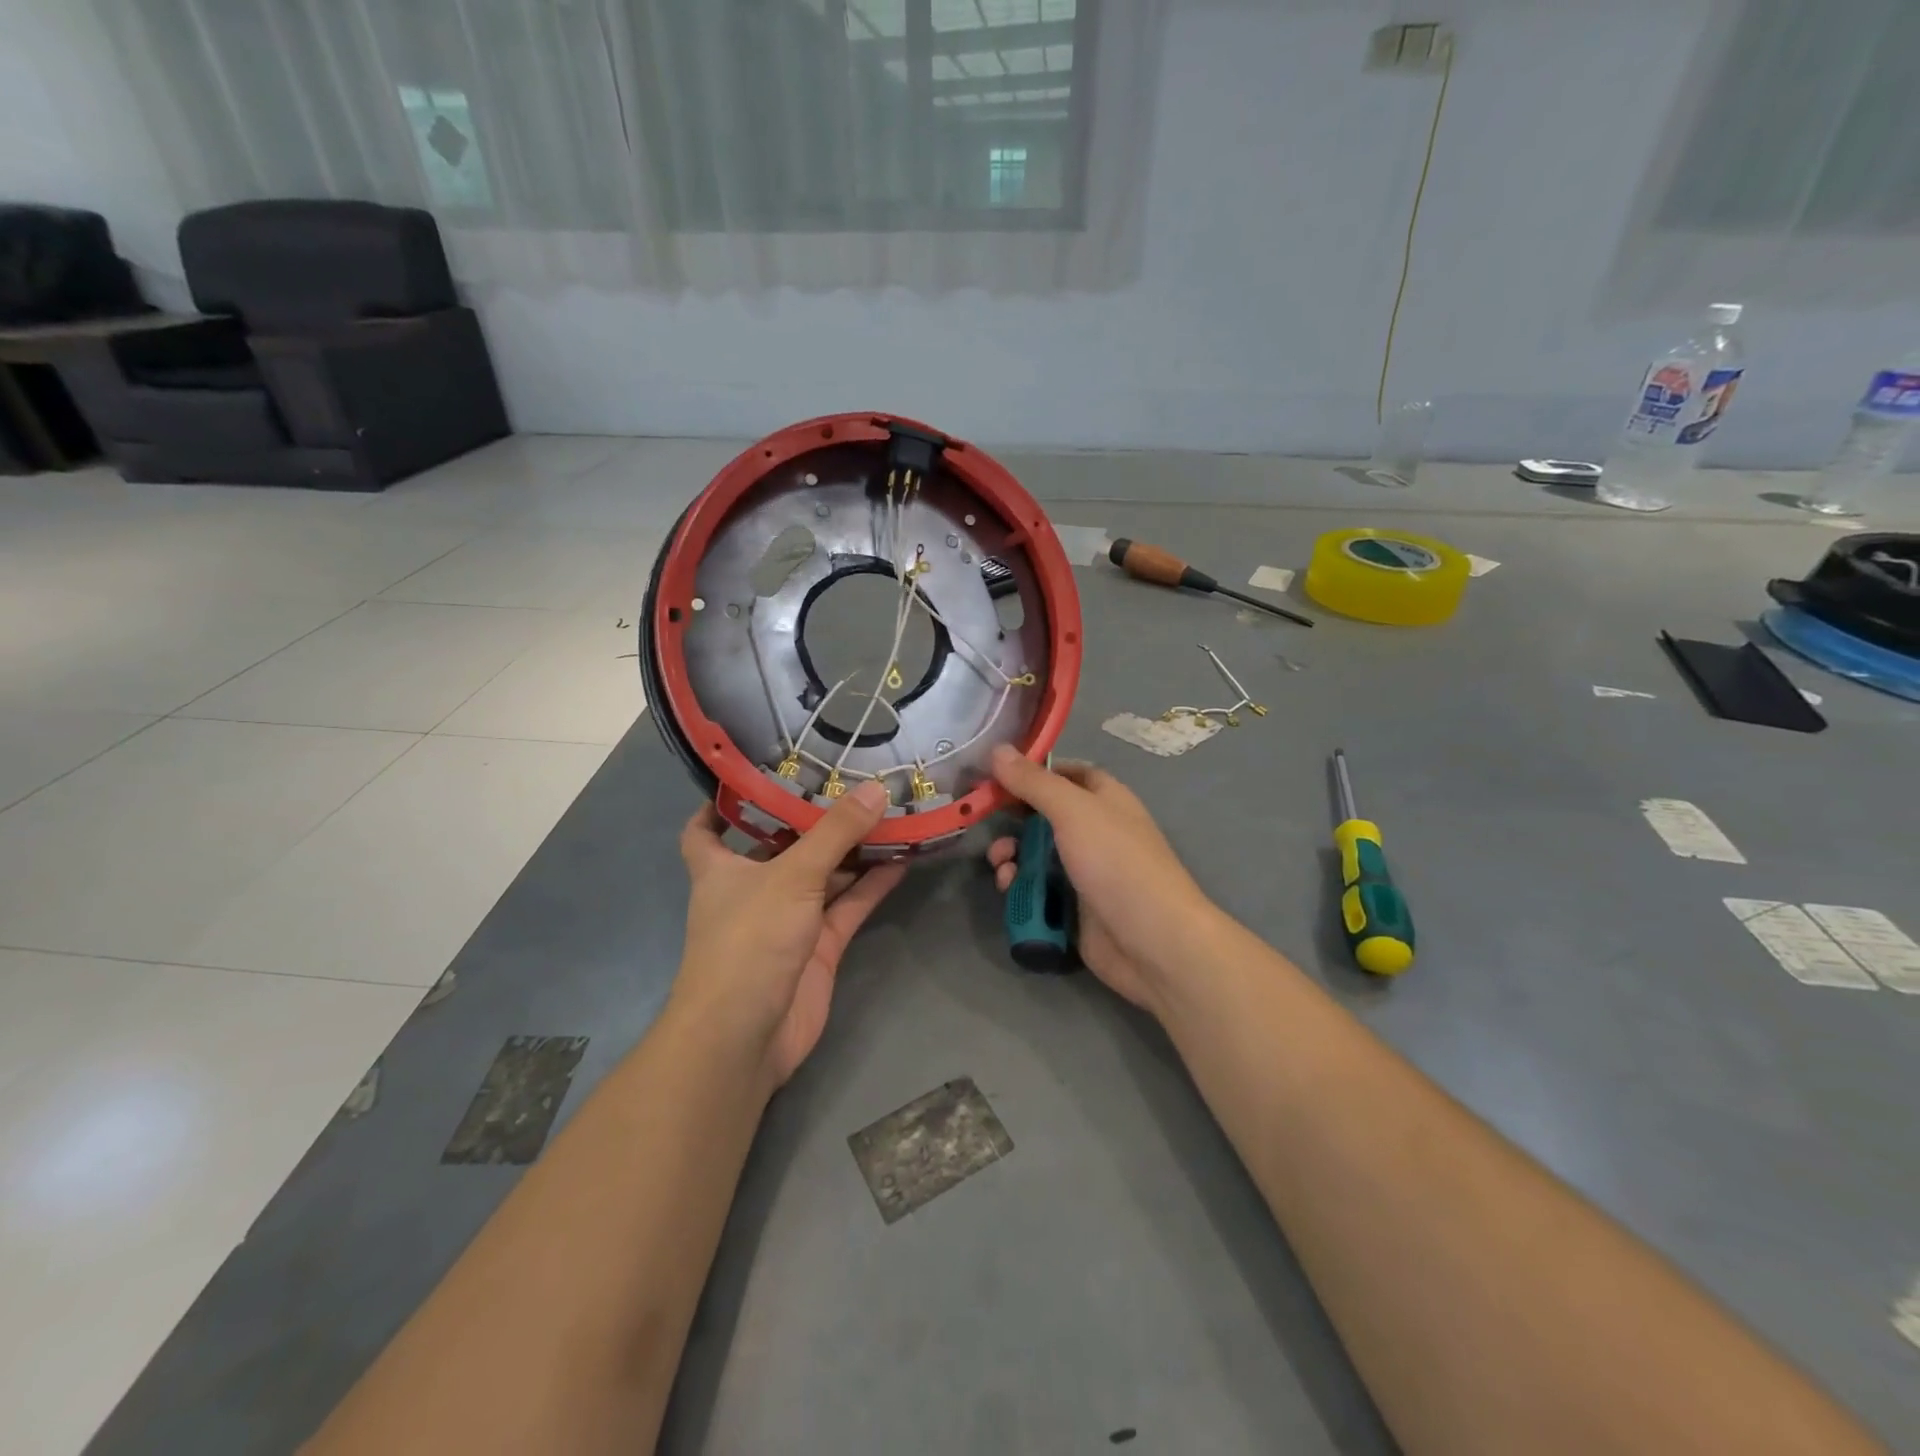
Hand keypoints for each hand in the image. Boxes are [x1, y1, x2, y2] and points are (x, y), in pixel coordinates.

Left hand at [676, 781, 905, 1087]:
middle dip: (812, 819)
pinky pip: (848, 905)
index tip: (751, 776)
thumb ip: (836, 833)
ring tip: (889, 810)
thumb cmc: (749, 939)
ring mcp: (788, 919)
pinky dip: (872, 884)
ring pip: (823, 875)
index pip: (705, 830)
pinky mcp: (819, 946)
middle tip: (851, 780)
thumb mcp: (792, 875)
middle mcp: (753, 889)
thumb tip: (877, 788)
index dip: (720, 805)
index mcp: (721, 868)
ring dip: (852, 849)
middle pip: (782, 845)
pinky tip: (902, 856)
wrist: (747, 1035)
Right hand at [986, 744, 1218, 1019]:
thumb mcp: (1073, 811)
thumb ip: (1033, 782)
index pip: (1065, 773)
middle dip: (1013, 820)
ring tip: (1001, 866)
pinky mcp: (1073, 907)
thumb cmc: (1117, 863)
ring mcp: (1084, 872)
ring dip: (1012, 857)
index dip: (1033, 771)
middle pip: (1043, 816)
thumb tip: (997, 749)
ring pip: (1036, 855)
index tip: (995, 775)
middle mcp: (1095, 831)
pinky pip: (1038, 889)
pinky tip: (1009, 890)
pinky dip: (1020, 888)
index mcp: (1105, 799)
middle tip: (984, 822)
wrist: (1152, 941)